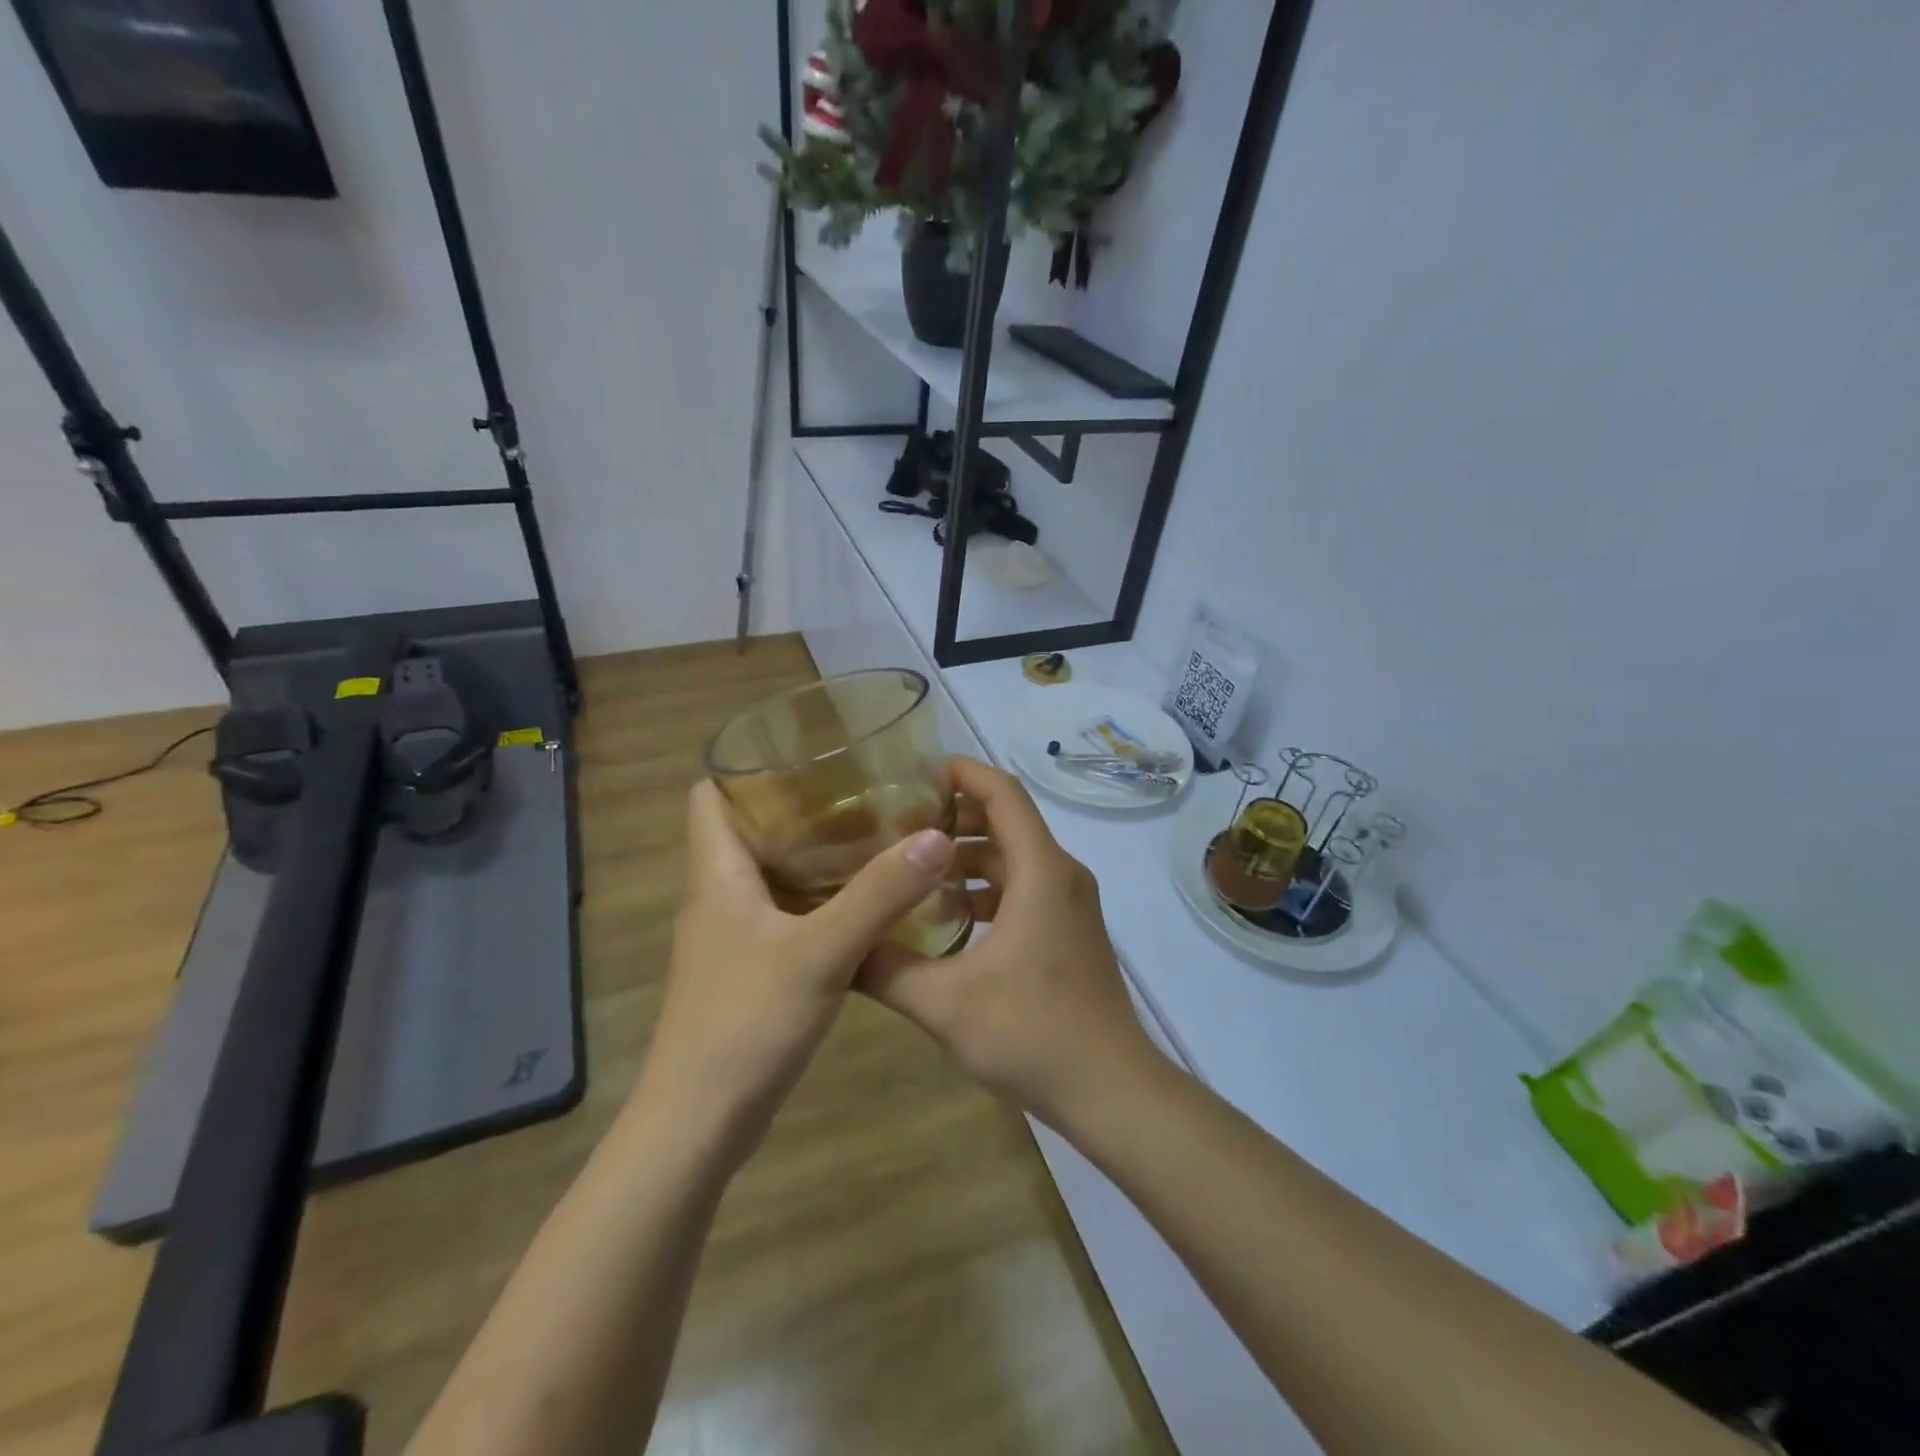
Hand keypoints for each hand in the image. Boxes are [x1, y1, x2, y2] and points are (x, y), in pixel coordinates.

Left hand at [633, 780, 955, 1163]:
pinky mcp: (748, 969)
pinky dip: (818, 897)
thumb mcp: (821, 952)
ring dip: (814, 853)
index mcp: (716, 874)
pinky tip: (864, 902)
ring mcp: (731, 936)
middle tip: (864, 793)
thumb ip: (879, 894)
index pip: (710, 794)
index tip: (811, 756)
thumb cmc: (746, 1023)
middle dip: (800, 806)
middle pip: (748, 828)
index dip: (749, 768)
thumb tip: (935, 837)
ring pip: (770, 873)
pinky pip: (783, 912)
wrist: (698, 1125)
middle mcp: (717, 896)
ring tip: (874, 836)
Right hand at [860, 757, 1159, 1127]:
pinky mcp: (1068, 930)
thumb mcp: (945, 1004)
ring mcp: (1069, 904)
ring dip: (968, 854)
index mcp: (1041, 871)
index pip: (1002, 793)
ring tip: (912, 865)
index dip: (961, 771)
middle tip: (897, 820)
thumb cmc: (1033, 1034)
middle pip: (1007, 820)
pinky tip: (947, 914)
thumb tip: (838, 946)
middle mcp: (1061, 874)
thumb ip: (886, 969)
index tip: (914, 768)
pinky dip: (986, 886)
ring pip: (1015, 857)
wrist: (1112, 1090)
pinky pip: (1024, 887)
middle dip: (955, 814)